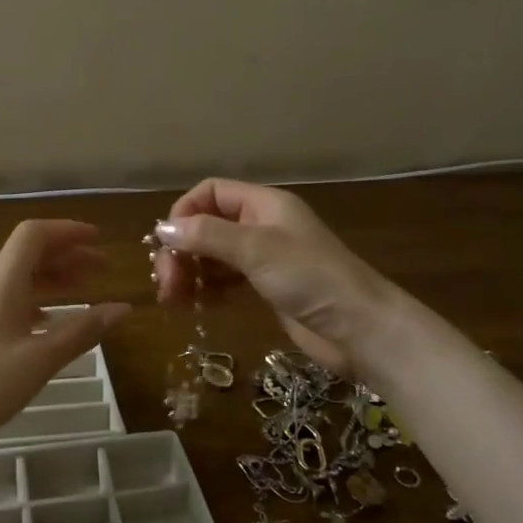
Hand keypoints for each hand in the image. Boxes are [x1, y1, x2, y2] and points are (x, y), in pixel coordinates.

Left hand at [0, 220, 130, 463]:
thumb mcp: (41, 359)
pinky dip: (33, 299)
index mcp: (1, 281)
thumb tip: (122, 308)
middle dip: (67, 254)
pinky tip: (47, 321)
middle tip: (102, 268)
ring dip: (51, 277)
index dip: (68, 231)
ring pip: (16, 276)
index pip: (34, 234)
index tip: (99, 240)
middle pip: (27, 252)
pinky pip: (5, 298)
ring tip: (82, 290)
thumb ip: (83, 330)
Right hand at [151, 179, 399, 375]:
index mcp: (263, 204)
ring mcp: (265, 259)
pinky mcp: (267, 289)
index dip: (184, 212)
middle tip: (166, 284)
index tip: (166, 243)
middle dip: (182, 251)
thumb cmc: (310, 278)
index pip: (211, 192)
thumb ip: (207, 235)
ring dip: (190, 273)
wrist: (360, 330)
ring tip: (174, 300)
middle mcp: (262, 226)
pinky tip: (196, 306)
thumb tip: (161, 229)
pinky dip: (207, 290)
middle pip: (207, 226)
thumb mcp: (256, 249)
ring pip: (214, 256)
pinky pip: (226, 281)